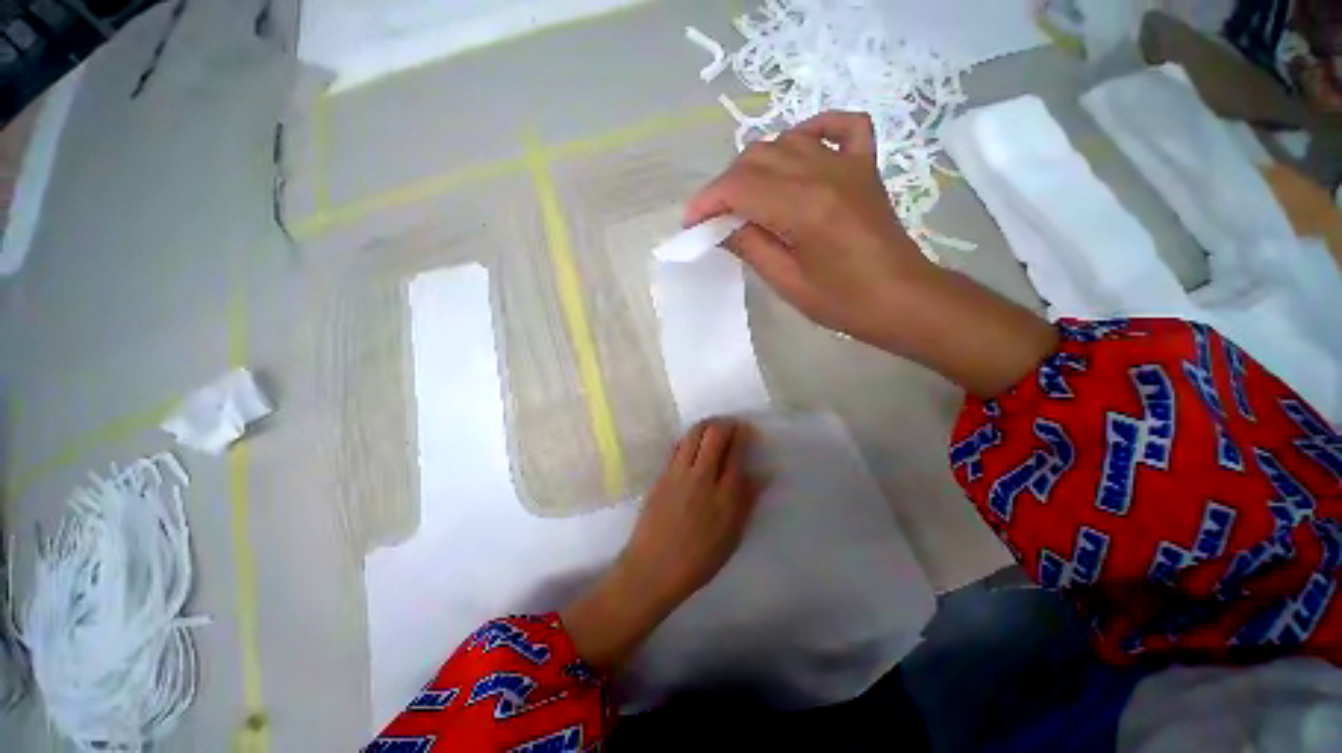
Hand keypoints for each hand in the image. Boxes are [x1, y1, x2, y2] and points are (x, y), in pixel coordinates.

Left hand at [622, 418, 763, 605]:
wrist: (652, 568)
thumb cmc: (698, 559)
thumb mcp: (731, 536)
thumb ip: (746, 501)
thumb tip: (763, 474)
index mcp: (723, 495)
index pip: (736, 453)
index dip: (744, 436)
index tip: (748, 431)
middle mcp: (700, 477)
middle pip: (714, 434)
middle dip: (726, 424)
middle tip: (733, 427)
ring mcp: (677, 473)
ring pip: (693, 434)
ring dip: (707, 426)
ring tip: (714, 430)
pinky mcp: (662, 475)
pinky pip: (678, 446)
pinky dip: (690, 438)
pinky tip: (694, 445)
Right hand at [685, 110, 1058, 397]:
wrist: (902, 299)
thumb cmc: (843, 302)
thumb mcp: (787, 283)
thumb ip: (750, 246)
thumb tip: (719, 226)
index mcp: (804, 208)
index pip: (739, 187)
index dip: (707, 202)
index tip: (691, 223)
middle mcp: (824, 173)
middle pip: (757, 158)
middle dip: (726, 186)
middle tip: (716, 217)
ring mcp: (848, 163)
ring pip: (786, 140)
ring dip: (756, 165)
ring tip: (746, 196)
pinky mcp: (864, 165)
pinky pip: (840, 126)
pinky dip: (813, 130)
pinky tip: (799, 148)